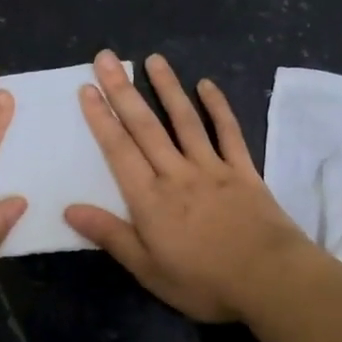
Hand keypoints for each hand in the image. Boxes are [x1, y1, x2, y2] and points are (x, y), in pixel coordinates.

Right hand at [65, 51, 317, 321]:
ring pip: (184, 120)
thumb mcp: (149, 270)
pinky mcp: (244, 170)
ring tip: (153, 59)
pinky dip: (217, 107)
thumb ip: (111, 236)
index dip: (101, 118)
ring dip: (167, 88)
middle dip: (123, 90)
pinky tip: (206, 85)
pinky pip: (228, 132)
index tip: (87, 89)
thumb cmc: (205, 282)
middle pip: (146, 126)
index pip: (119, 150)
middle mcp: (177, 173)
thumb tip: (70, 209)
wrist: (271, 280)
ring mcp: (213, 167)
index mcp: (150, 199)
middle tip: (106, 58)